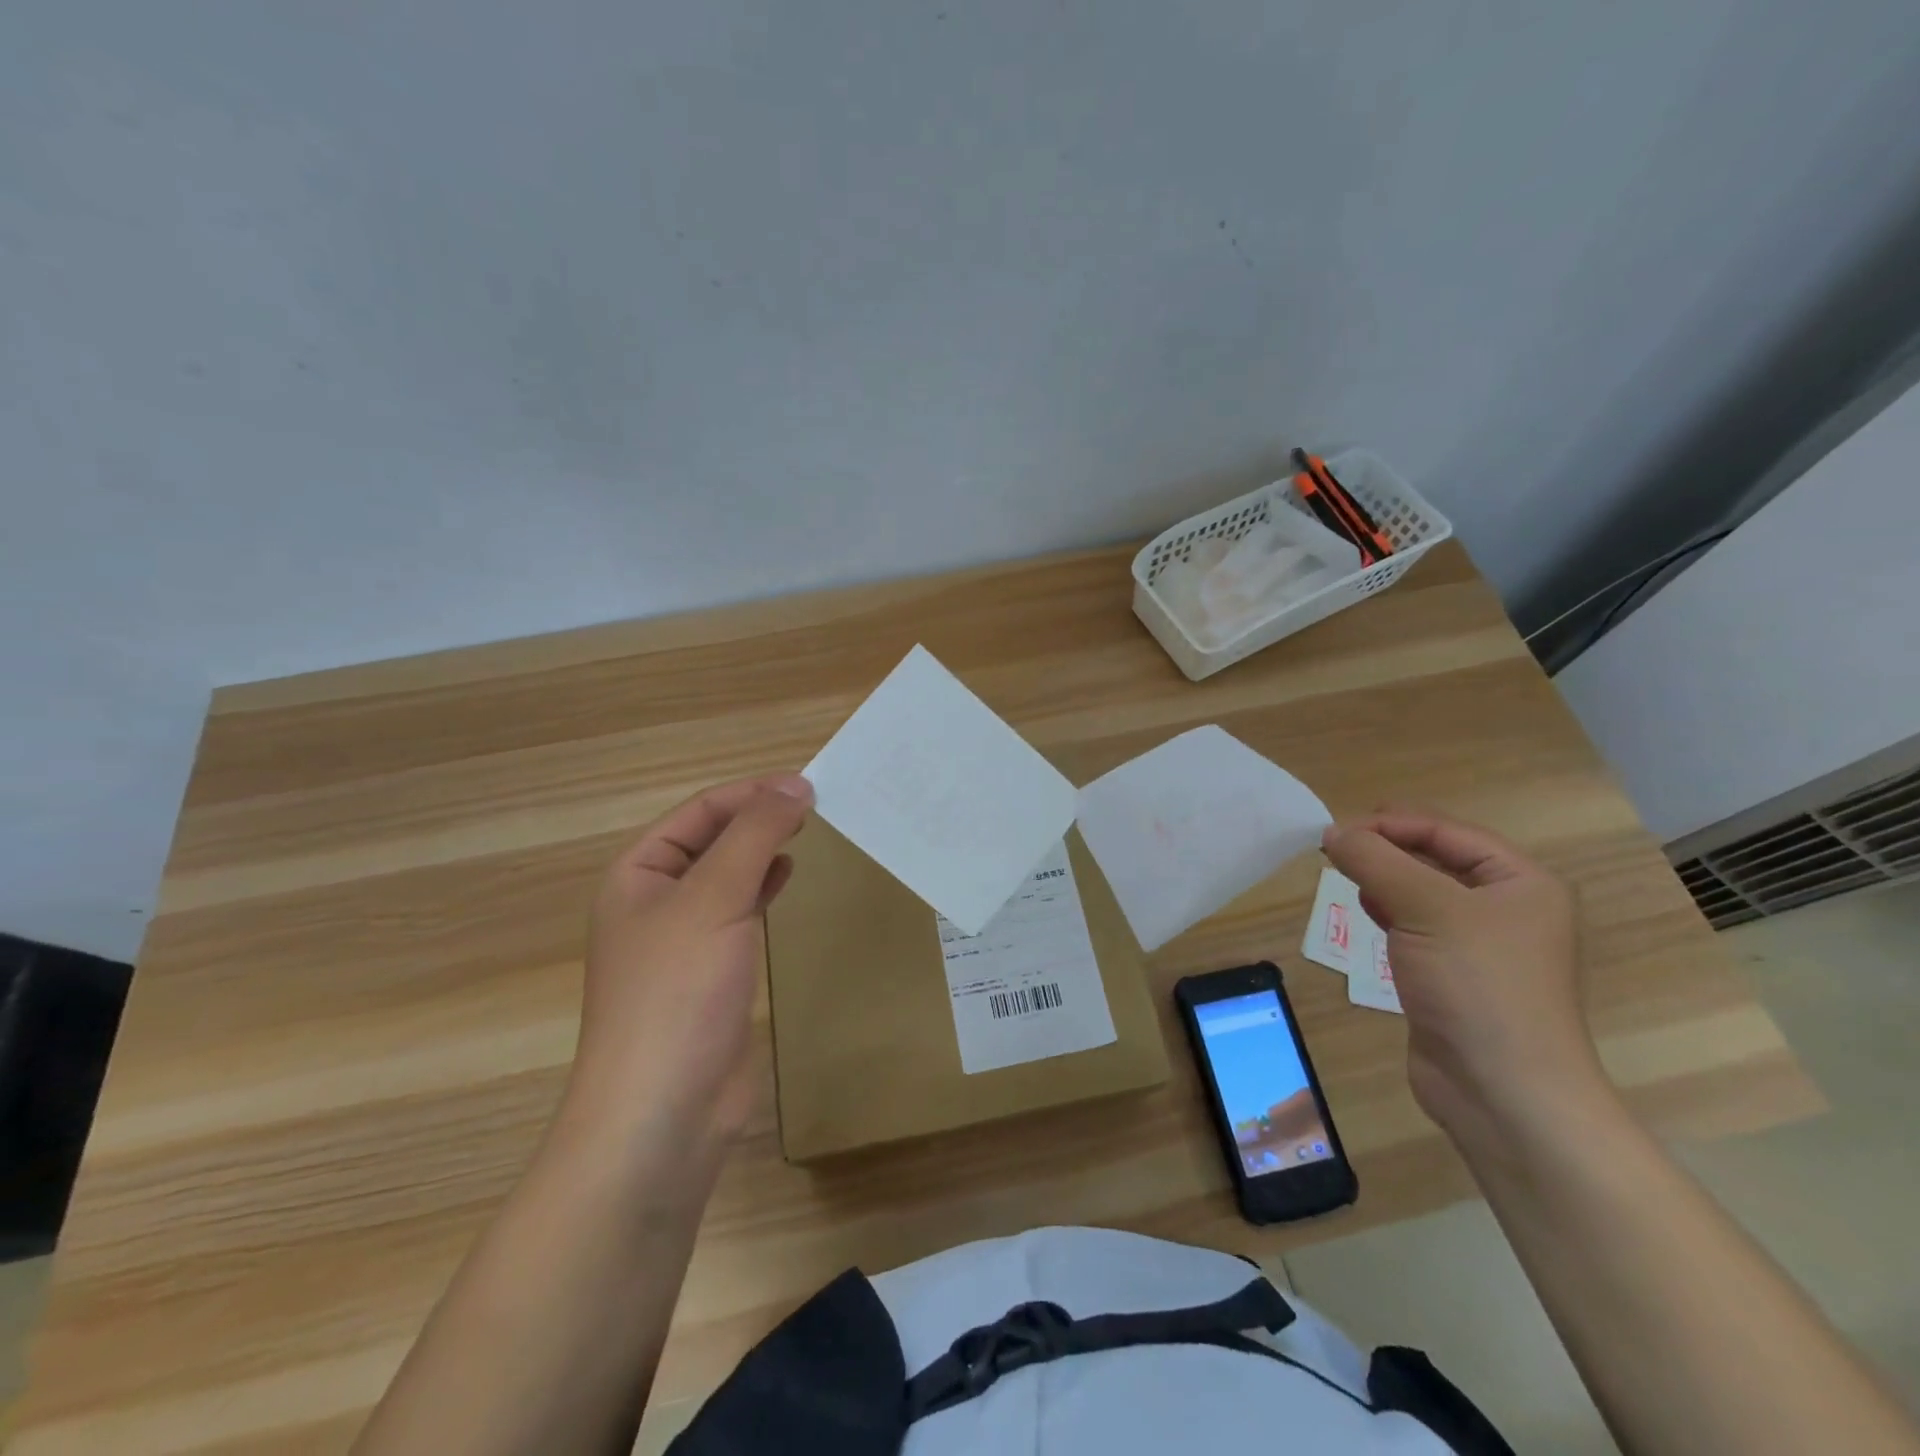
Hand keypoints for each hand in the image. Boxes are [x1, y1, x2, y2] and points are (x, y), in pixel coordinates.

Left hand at [564, 773, 812, 1154]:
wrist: (662, 1112)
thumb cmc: (677, 991)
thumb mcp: (715, 897)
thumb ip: (755, 835)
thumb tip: (797, 786)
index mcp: (637, 872)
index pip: (700, 811)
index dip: (752, 792)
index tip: (810, 785)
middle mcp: (654, 899)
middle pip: (712, 839)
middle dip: (759, 817)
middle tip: (818, 805)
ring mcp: (681, 939)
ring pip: (727, 875)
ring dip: (763, 850)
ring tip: (807, 832)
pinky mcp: (709, 973)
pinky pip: (738, 912)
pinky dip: (763, 888)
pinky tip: (787, 878)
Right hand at [1320, 810, 1603, 1138]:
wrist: (1504, 1093)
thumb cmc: (1477, 985)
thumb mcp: (1426, 909)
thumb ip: (1376, 862)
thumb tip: (1332, 833)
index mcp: (1522, 882)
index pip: (1448, 832)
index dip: (1392, 824)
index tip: (1337, 830)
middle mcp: (1507, 907)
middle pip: (1436, 858)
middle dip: (1386, 848)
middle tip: (1335, 848)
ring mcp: (1481, 944)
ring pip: (1422, 891)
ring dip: (1384, 878)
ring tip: (1344, 874)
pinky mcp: (1454, 974)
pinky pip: (1417, 925)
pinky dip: (1388, 911)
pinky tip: (1366, 911)